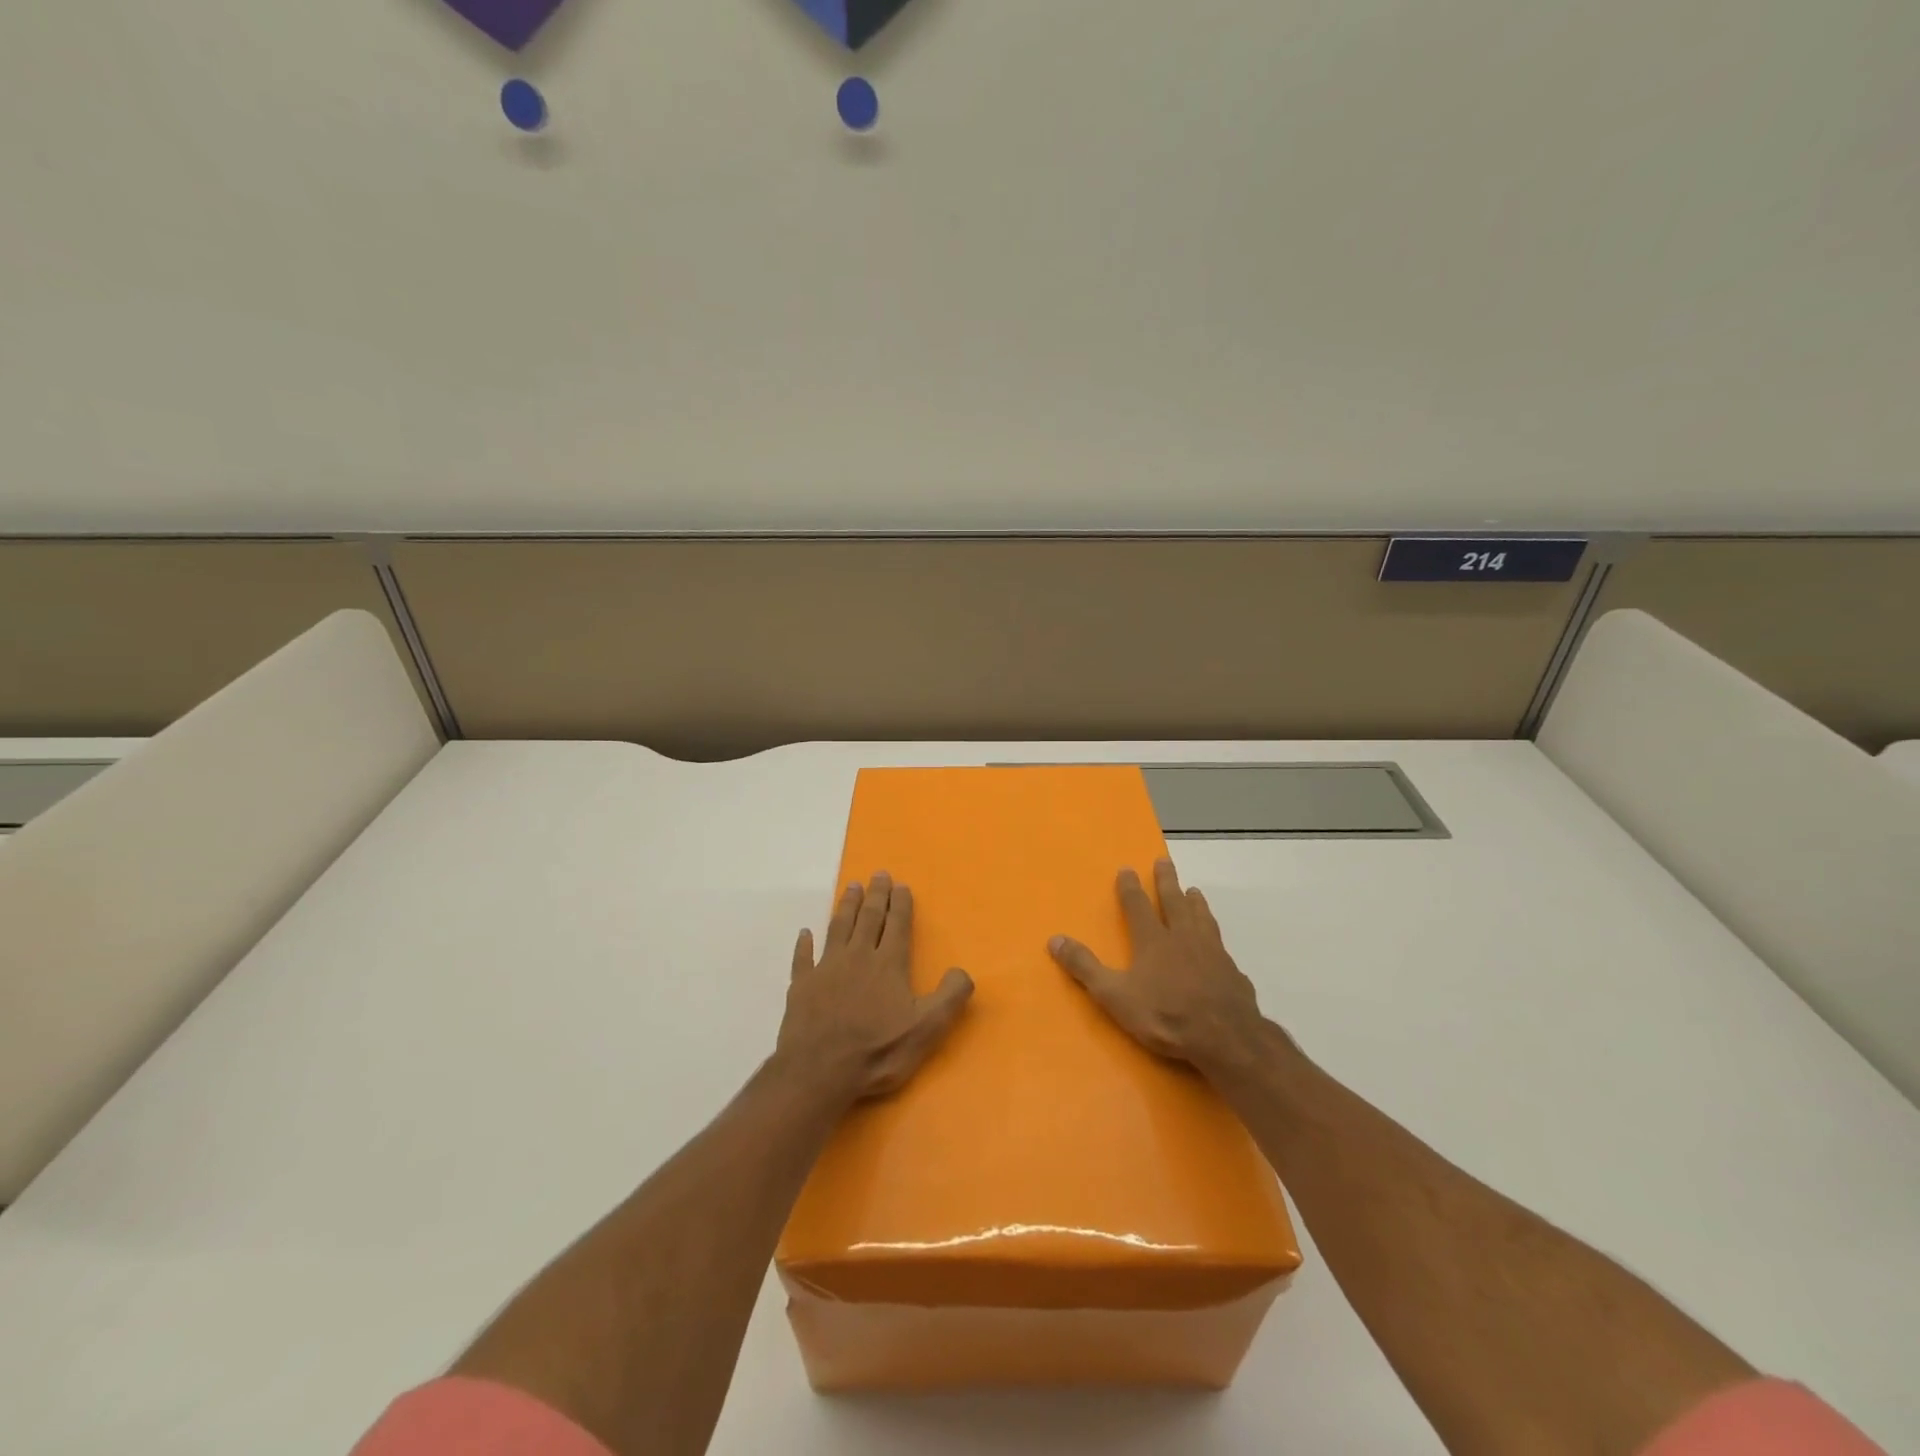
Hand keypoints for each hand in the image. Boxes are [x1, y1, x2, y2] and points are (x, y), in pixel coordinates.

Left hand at [778, 872, 973, 1102]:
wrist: (820, 1071)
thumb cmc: (878, 1050)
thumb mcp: (927, 1028)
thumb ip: (949, 997)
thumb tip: (962, 970)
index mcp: (888, 964)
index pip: (897, 925)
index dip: (900, 904)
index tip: (901, 884)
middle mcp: (857, 957)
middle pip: (869, 918)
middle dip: (876, 895)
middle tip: (878, 874)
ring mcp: (826, 969)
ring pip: (838, 928)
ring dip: (846, 906)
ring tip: (852, 887)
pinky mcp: (802, 986)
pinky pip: (803, 958)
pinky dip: (804, 944)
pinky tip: (805, 933)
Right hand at [1049, 859, 1278, 1074]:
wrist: (1225, 1037)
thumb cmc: (1165, 1015)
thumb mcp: (1114, 995)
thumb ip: (1085, 967)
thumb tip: (1054, 939)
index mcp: (1153, 940)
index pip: (1138, 906)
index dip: (1130, 887)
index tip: (1127, 868)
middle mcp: (1183, 937)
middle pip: (1174, 901)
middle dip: (1167, 881)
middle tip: (1164, 861)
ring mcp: (1212, 952)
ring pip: (1202, 918)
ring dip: (1196, 902)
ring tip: (1194, 891)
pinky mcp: (1232, 971)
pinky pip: (1221, 946)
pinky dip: (1216, 937)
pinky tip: (1218, 944)